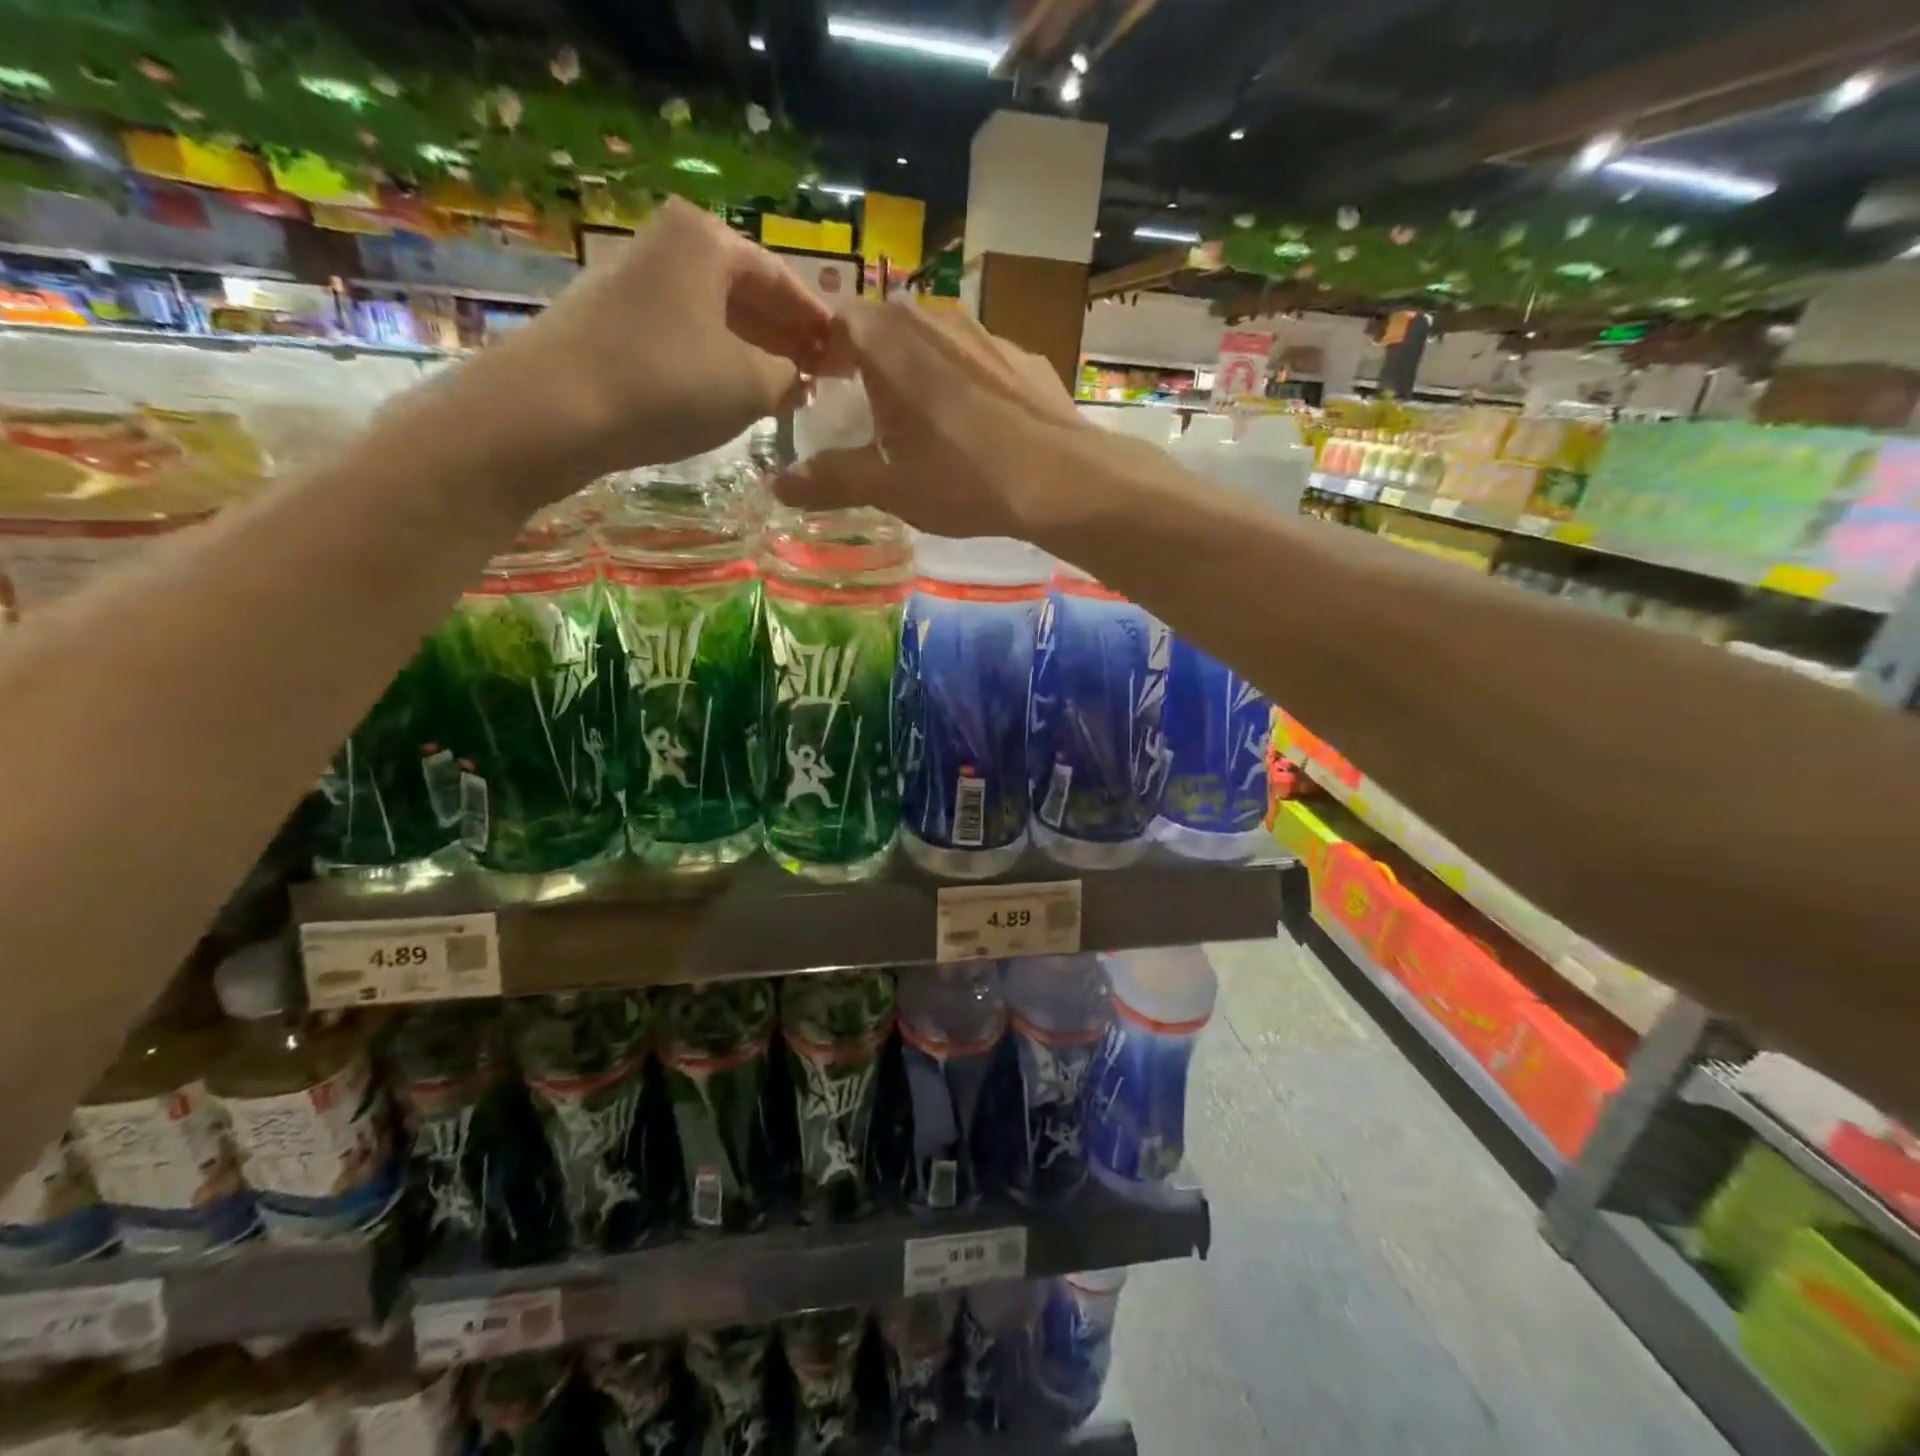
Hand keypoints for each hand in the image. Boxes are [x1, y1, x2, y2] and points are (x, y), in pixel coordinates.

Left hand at [404, 199, 830, 508]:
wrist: (551, 411)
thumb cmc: (666, 385)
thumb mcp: (750, 385)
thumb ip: (790, 378)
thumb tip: (801, 380)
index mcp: (706, 241)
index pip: (783, 279)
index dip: (819, 323)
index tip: (846, 357)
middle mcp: (668, 246)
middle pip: (747, 294)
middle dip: (787, 336)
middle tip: (822, 377)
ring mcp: (635, 282)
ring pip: (715, 317)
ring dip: (755, 353)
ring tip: (787, 392)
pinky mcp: (613, 323)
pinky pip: (686, 337)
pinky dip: (718, 363)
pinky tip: (735, 395)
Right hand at [771, 301, 1097, 539]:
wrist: (1061, 480)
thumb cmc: (961, 478)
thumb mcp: (888, 486)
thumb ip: (829, 479)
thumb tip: (776, 484)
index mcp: (889, 339)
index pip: (837, 322)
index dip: (824, 354)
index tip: (821, 391)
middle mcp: (935, 318)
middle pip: (886, 329)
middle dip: (869, 364)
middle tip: (866, 414)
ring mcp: (986, 332)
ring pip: (934, 343)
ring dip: (918, 374)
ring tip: (922, 424)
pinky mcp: (1023, 357)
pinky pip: (976, 362)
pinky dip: (963, 386)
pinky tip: (976, 430)